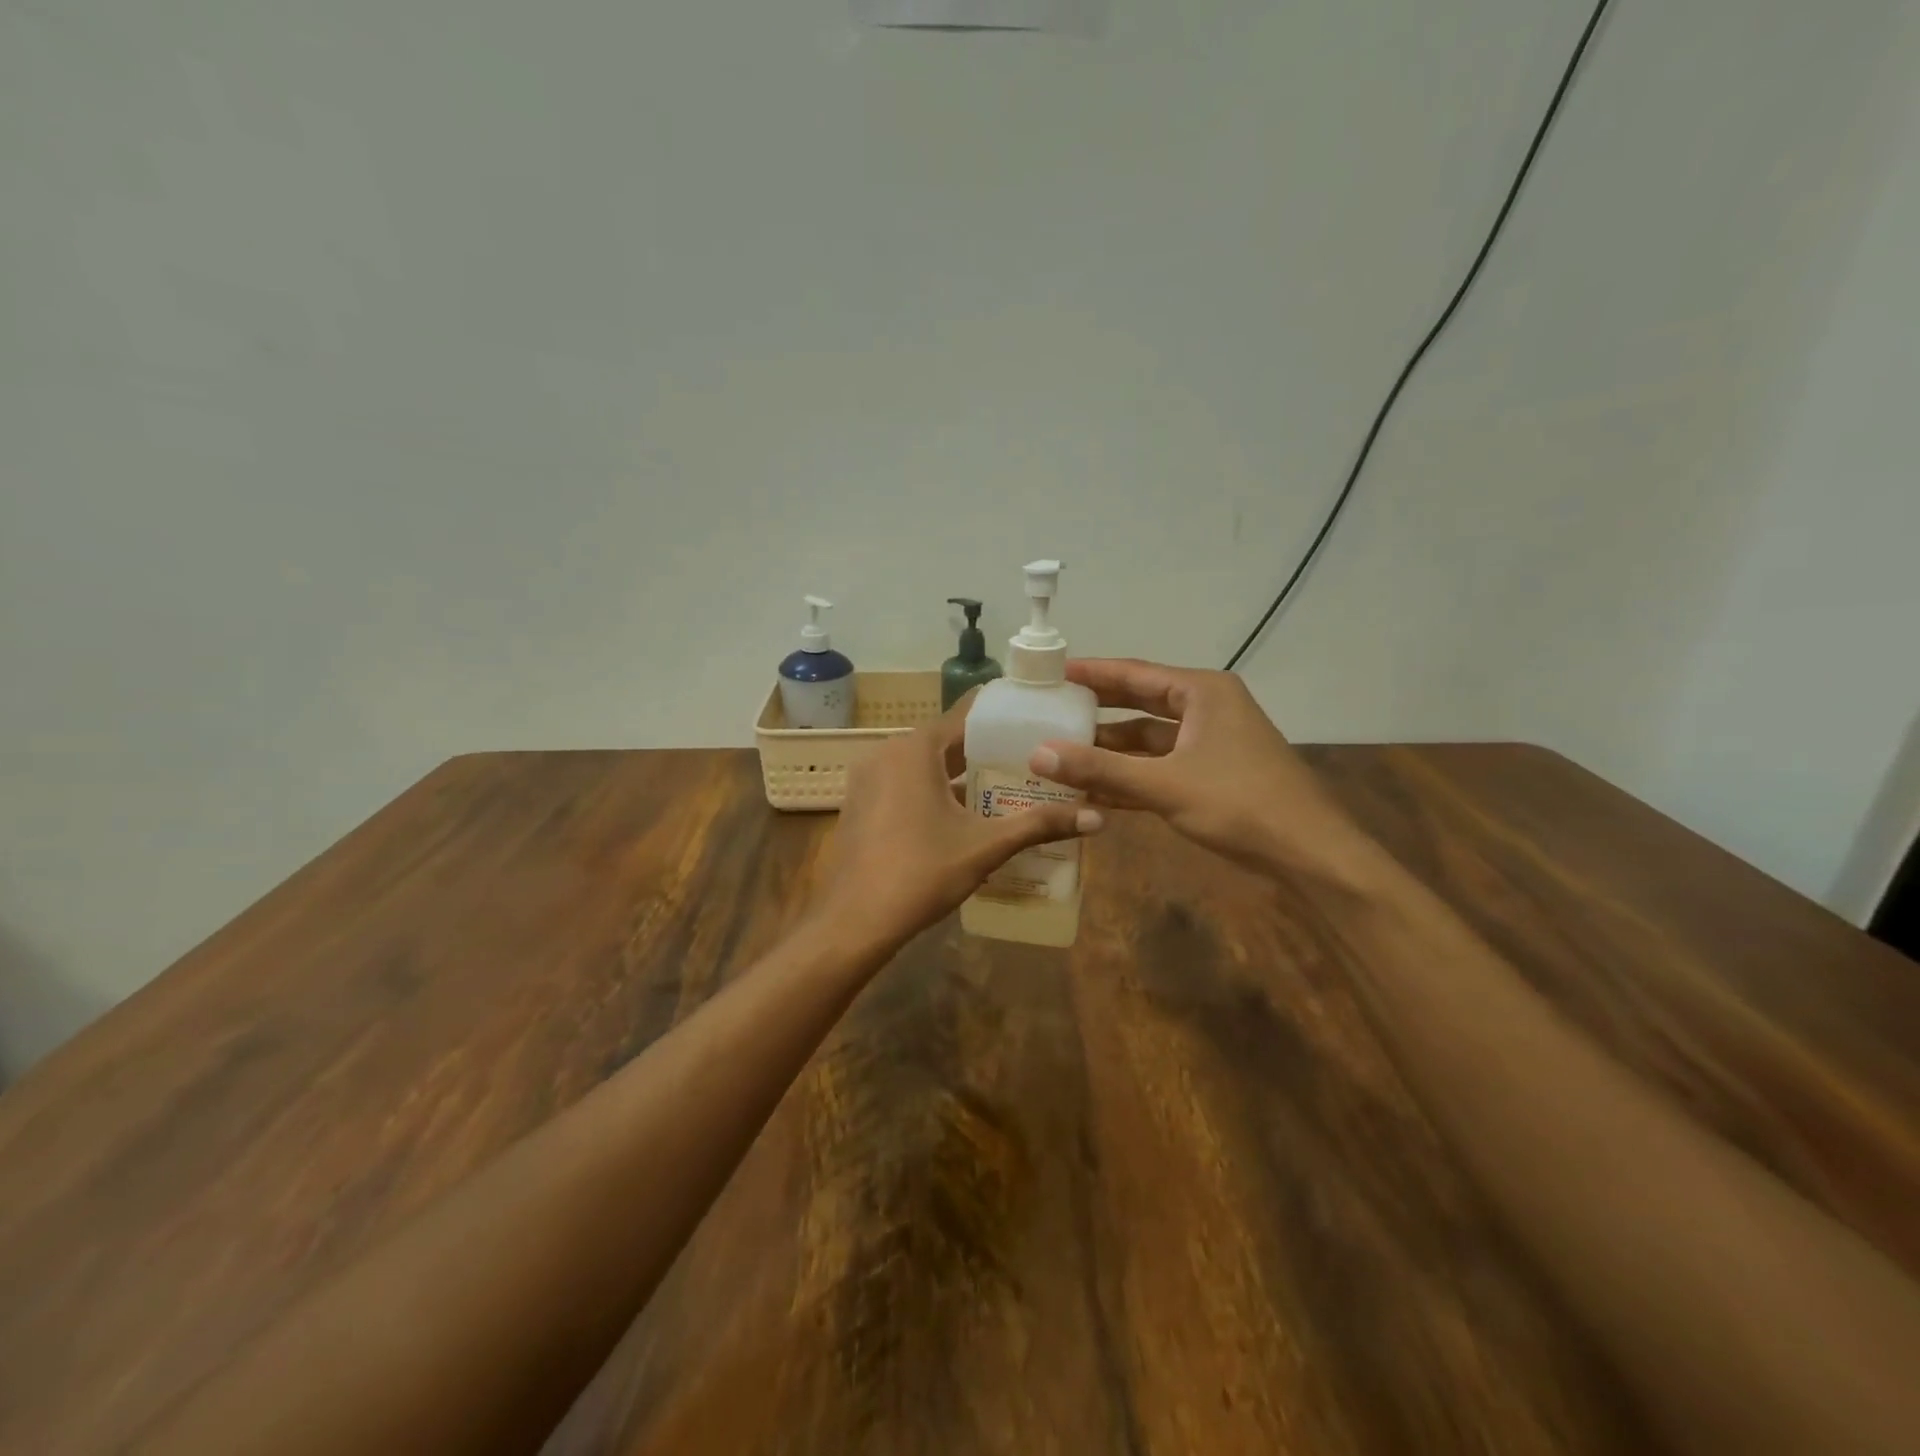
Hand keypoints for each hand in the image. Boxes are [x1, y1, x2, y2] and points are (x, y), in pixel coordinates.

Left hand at [810, 694, 1103, 951]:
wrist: (854, 921)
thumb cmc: (921, 872)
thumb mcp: (985, 847)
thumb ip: (1040, 825)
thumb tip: (1099, 817)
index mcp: (915, 749)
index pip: (966, 714)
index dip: (1003, 714)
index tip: (1037, 717)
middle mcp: (887, 752)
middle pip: (945, 740)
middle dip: (986, 749)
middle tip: (1032, 756)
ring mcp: (868, 779)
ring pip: (924, 763)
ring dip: (959, 772)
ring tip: (1006, 783)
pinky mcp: (861, 804)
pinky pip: (904, 783)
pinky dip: (933, 788)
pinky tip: (963, 812)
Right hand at [1031, 659, 1374, 879]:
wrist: (1309, 855)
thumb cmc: (1241, 804)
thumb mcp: (1164, 784)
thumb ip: (1100, 769)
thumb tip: (1038, 754)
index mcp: (1201, 692)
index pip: (1134, 673)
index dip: (1090, 672)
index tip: (1050, 672)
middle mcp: (1206, 709)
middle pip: (1139, 703)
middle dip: (1095, 711)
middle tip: (1048, 710)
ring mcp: (1210, 744)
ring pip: (1148, 740)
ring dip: (1109, 751)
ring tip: (1059, 755)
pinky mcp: (1211, 776)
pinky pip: (1159, 768)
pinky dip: (1129, 778)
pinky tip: (1091, 791)